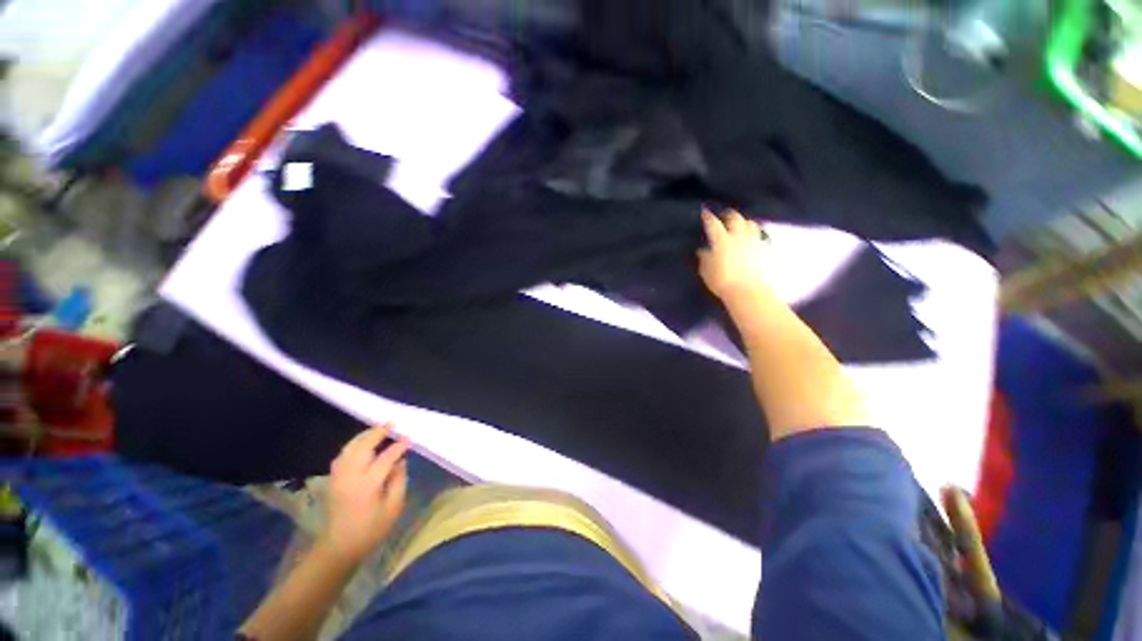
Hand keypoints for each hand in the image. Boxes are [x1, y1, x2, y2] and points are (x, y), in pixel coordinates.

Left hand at [321, 424, 409, 563]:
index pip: (385, 458)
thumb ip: (399, 481)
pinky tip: (361, 444)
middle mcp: (350, 477)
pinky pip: (342, 456)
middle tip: (391, 424)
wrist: (338, 548)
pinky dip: (352, 446)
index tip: (409, 439)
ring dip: (363, 436)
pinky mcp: (332, 480)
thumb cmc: (371, 530)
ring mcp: (338, 478)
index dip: (398, 447)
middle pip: (362, 448)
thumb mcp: (393, 508)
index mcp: (367, 486)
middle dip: (377, 433)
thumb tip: (400, 461)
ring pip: (349, 449)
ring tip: (377, 429)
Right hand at [698, 208, 770, 299]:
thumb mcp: (707, 272)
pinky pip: (762, 237)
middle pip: (736, 218)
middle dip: (729, 215)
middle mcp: (740, 237)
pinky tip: (754, 241)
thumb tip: (703, 251)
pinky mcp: (767, 250)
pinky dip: (756, 236)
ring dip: (745, 223)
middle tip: (725, 216)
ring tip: (741, 226)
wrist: (751, 292)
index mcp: (722, 241)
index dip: (708, 217)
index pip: (713, 224)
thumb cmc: (723, 283)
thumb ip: (705, 259)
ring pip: (751, 224)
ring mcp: (756, 242)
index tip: (705, 212)